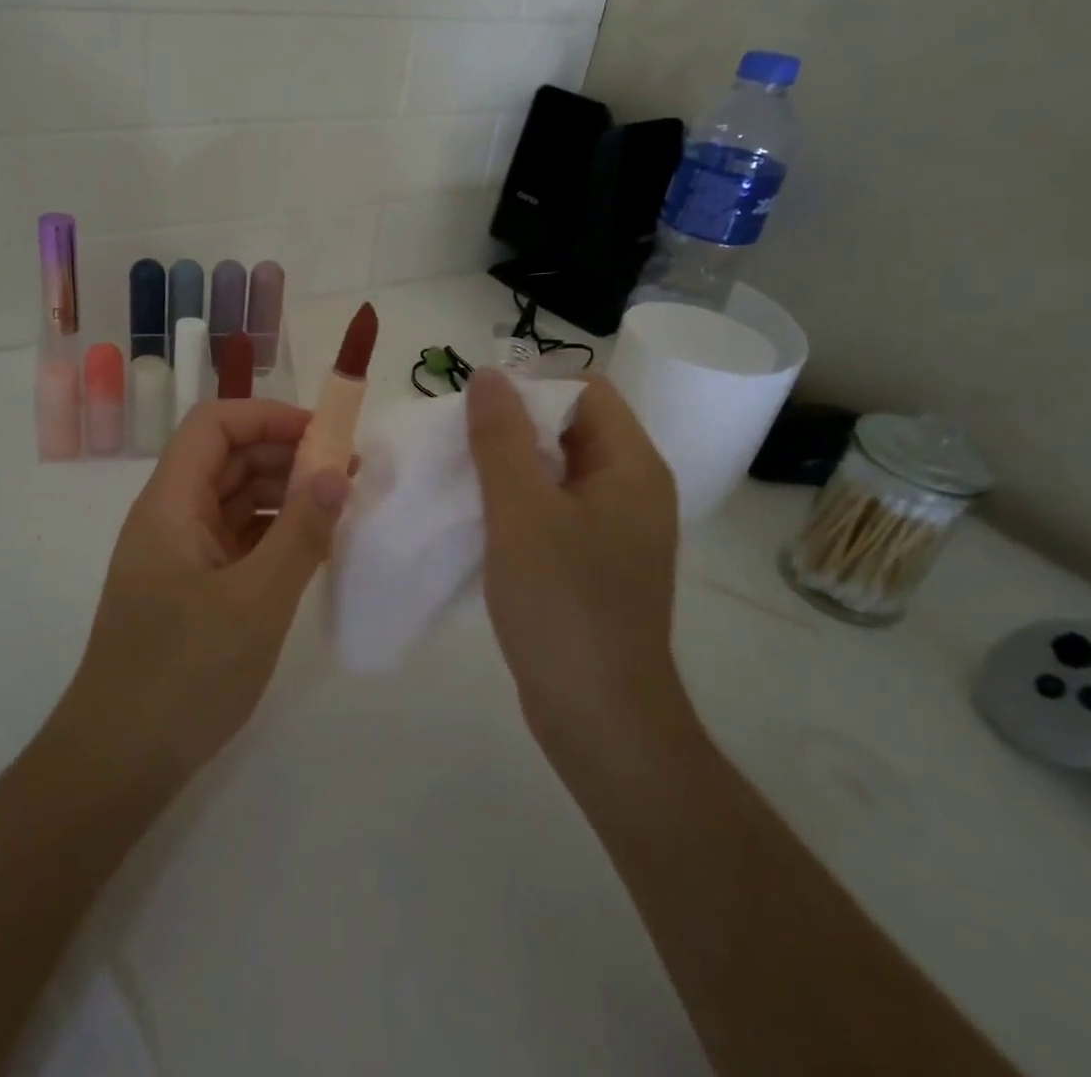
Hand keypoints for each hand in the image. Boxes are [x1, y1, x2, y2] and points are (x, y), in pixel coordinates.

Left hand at [54, 400, 350, 784]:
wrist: (118, 761)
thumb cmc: (184, 674)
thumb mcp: (256, 602)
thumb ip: (300, 533)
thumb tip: (335, 473)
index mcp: (170, 504)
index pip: (214, 425)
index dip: (268, 417)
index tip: (325, 436)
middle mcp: (170, 517)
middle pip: (227, 457)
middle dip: (285, 454)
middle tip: (347, 473)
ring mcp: (179, 553)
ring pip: (234, 498)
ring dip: (284, 493)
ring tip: (339, 507)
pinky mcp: (190, 586)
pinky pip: (236, 538)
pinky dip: (274, 532)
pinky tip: (312, 547)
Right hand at [465, 368, 683, 767]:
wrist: (599, 716)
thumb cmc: (563, 604)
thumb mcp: (521, 511)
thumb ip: (501, 438)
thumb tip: (488, 374)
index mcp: (631, 466)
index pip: (586, 390)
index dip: (532, 387)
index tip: (478, 412)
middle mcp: (632, 489)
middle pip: (571, 427)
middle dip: (513, 426)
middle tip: (458, 443)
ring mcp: (614, 528)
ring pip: (556, 470)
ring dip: (509, 465)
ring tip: (458, 476)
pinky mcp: (593, 561)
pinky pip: (553, 508)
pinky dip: (516, 502)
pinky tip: (477, 518)